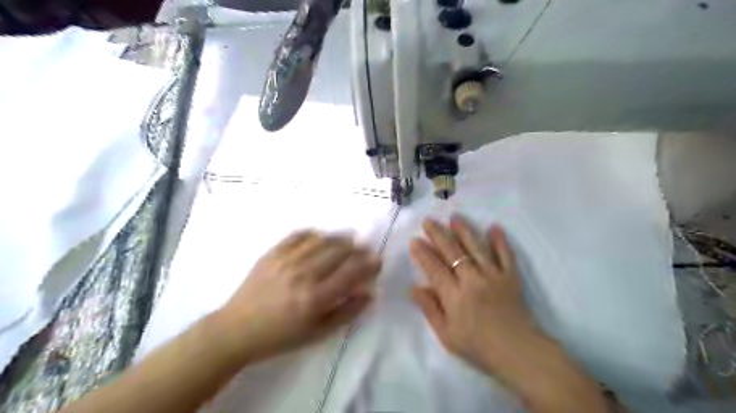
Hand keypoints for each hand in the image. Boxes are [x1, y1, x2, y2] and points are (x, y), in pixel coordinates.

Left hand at [216, 231, 378, 362]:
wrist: (237, 329)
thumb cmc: (281, 336)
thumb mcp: (318, 333)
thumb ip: (347, 312)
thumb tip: (370, 293)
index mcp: (315, 298)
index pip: (351, 273)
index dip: (369, 264)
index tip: (378, 260)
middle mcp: (303, 274)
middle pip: (339, 252)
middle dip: (358, 248)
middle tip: (366, 248)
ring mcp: (286, 260)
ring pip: (322, 240)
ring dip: (340, 237)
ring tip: (350, 238)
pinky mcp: (272, 253)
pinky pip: (298, 235)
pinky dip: (314, 233)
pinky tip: (321, 236)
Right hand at [412, 217, 541, 378]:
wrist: (518, 353)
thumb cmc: (478, 347)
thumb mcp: (447, 335)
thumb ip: (430, 309)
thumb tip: (415, 287)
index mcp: (455, 296)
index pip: (435, 268)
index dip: (423, 253)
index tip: (415, 240)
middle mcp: (473, 280)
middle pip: (452, 252)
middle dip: (438, 234)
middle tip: (428, 221)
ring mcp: (493, 276)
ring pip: (476, 248)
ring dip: (464, 231)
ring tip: (454, 217)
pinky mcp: (510, 277)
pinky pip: (505, 255)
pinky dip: (500, 240)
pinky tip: (494, 227)